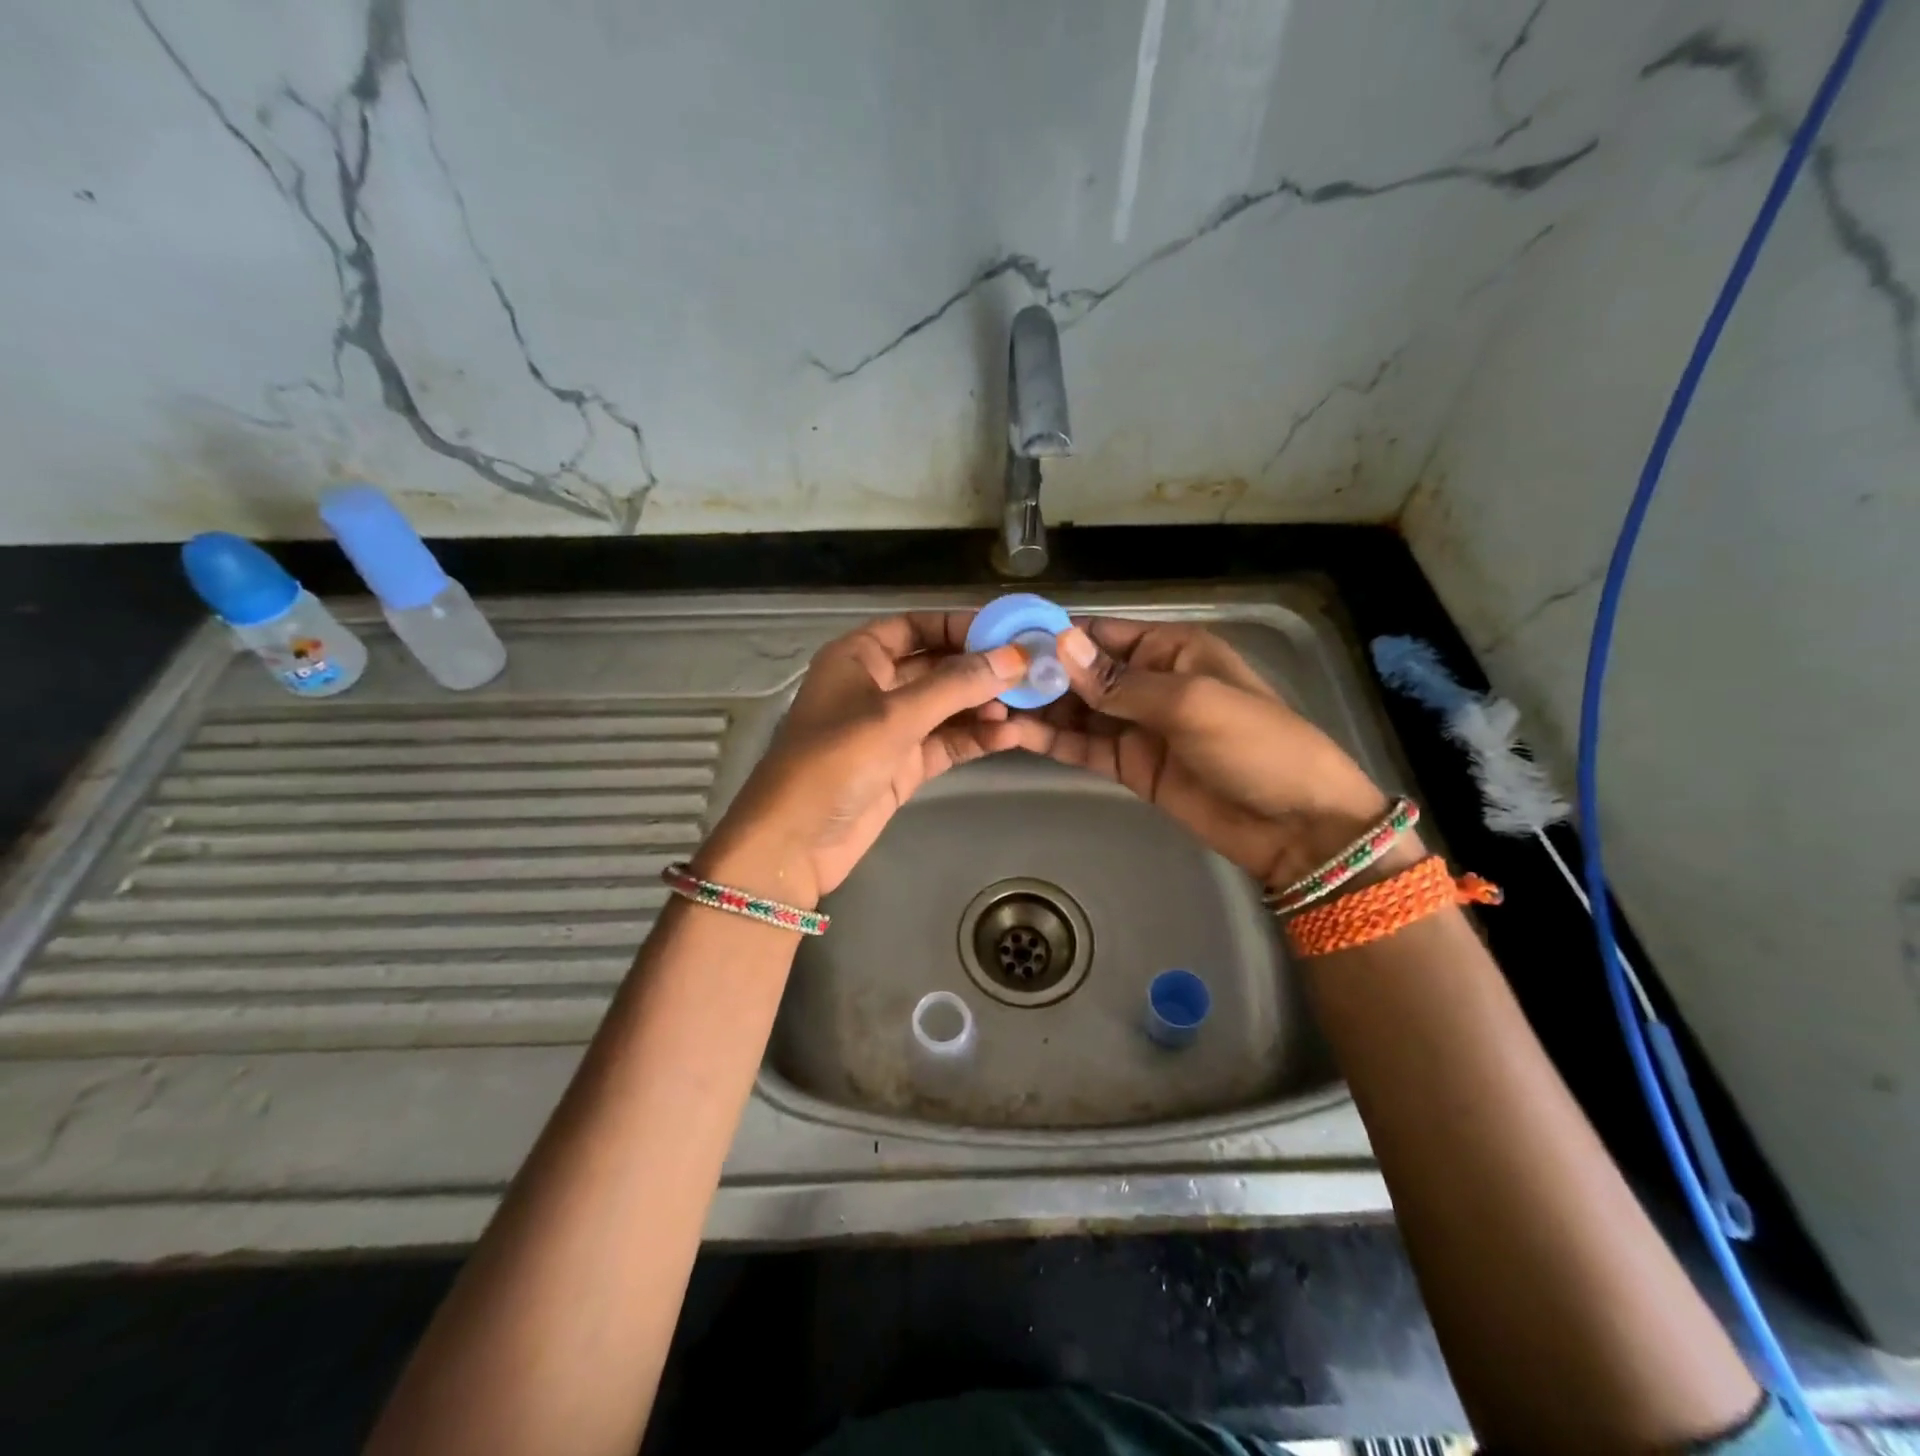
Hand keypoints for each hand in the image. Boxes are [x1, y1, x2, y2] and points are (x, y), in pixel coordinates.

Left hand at [695, 612, 1027, 908]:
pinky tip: (1009, 735)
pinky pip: (946, 741)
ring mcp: (890, 728)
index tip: (1009, 632)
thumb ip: (957, 685)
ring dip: (982, 705)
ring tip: (1025, 705)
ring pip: (946, 706)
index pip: (916, 626)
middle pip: (937, 666)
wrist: (796, 841)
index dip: (960, 626)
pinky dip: (975, 737)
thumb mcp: (896, 715)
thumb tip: (1015, 658)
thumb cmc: (835, 760)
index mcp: (858, 656)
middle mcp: (875, 685)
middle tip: (1030, 671)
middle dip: (980, 669)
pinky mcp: (903, 764)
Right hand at [1012, 618, 1394, 892]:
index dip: (1054, 637)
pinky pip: (1083, 745)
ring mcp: (1136, 725)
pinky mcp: (1128, 764)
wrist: (1293, 826)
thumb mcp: (1190, 703)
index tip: (1005, 644)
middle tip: (986, 683)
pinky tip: (1015, 735)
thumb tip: (1059, 644)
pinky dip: (1051, 740)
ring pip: (1076, 709)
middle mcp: (1148, 680)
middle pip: (1081, 672)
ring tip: (990, 709)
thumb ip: (1119, 681)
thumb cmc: (1255, 745)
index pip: (1101, 634)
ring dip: (1038, 709)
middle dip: (1038, 675)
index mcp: (1170, 649)